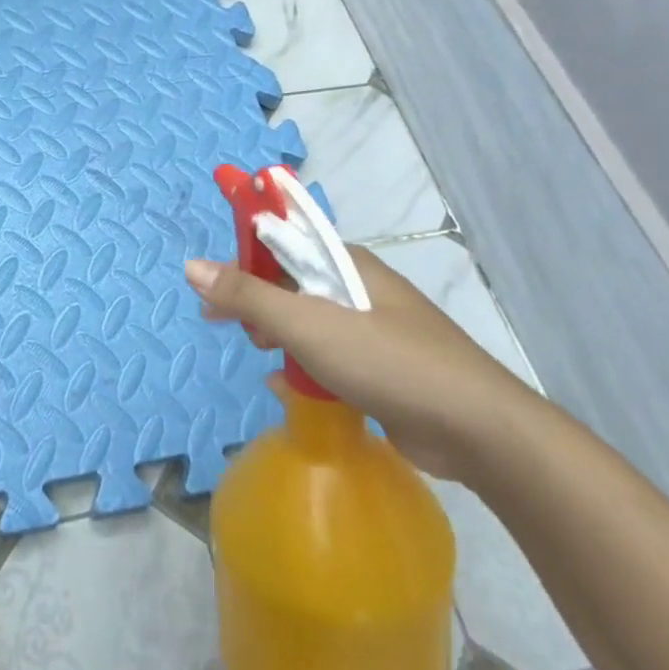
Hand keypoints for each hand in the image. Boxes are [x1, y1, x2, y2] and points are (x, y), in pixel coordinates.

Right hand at [184, 245, 538, 480]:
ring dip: (279, 334)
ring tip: (258, 353)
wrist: (475, 429)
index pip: (283, 240)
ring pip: (310, 320)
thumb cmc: (386, 361)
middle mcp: (359, 288)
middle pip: (292, 281)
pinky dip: (304, 365)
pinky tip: (286, 386)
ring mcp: (374, 328)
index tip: (211, 285)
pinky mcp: (382, 367)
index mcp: (346, 263)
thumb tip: (193, 266)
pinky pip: (329, 355)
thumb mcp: (307, 324)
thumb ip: (248, 295)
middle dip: (254, 300)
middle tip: (221, 324)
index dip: (242, 255)